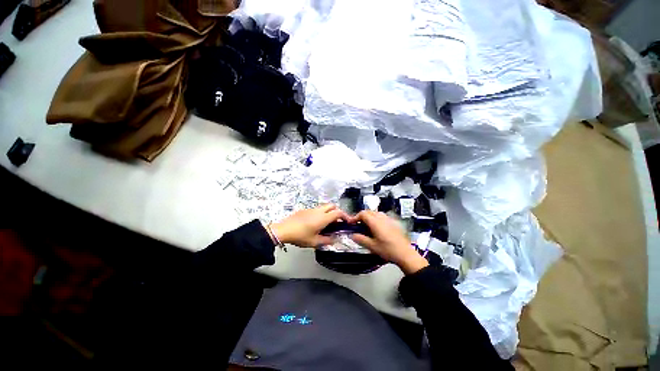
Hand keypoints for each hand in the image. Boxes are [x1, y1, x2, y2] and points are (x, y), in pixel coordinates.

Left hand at [269, 204, 349, 247]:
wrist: (284, 230)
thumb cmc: (300, 236)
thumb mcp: (314, 242)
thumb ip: (326, 241)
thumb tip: (334, 239)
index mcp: (323, 218)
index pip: (338, 213)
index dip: (345, 216)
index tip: (347, 222)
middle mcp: (319, 211)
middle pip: (332, 206)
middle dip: (337, 211)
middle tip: (337, 221)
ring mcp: (311, 209)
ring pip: (324, 207)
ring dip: (329, 212)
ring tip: (327, 223)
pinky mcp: (305, 210)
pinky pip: (316, 209)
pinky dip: (321, 213)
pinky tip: (315, 223)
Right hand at [350, 210, 428, 274]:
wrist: (405, 254)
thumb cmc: (388, 250)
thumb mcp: (372, 246)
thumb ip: (360, 239)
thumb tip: (352, 235)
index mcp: (375, 222)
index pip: (363, 214)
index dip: (355, 217)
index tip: (351, 223)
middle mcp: (382, 218)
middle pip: (369, 211)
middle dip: (362, 217)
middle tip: (358, 225)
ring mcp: (389, 219)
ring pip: (376, 213)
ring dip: (369, 217)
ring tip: (366, 226)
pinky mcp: (393, 222)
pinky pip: (382, 216)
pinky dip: (376, 219)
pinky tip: (377, 228)